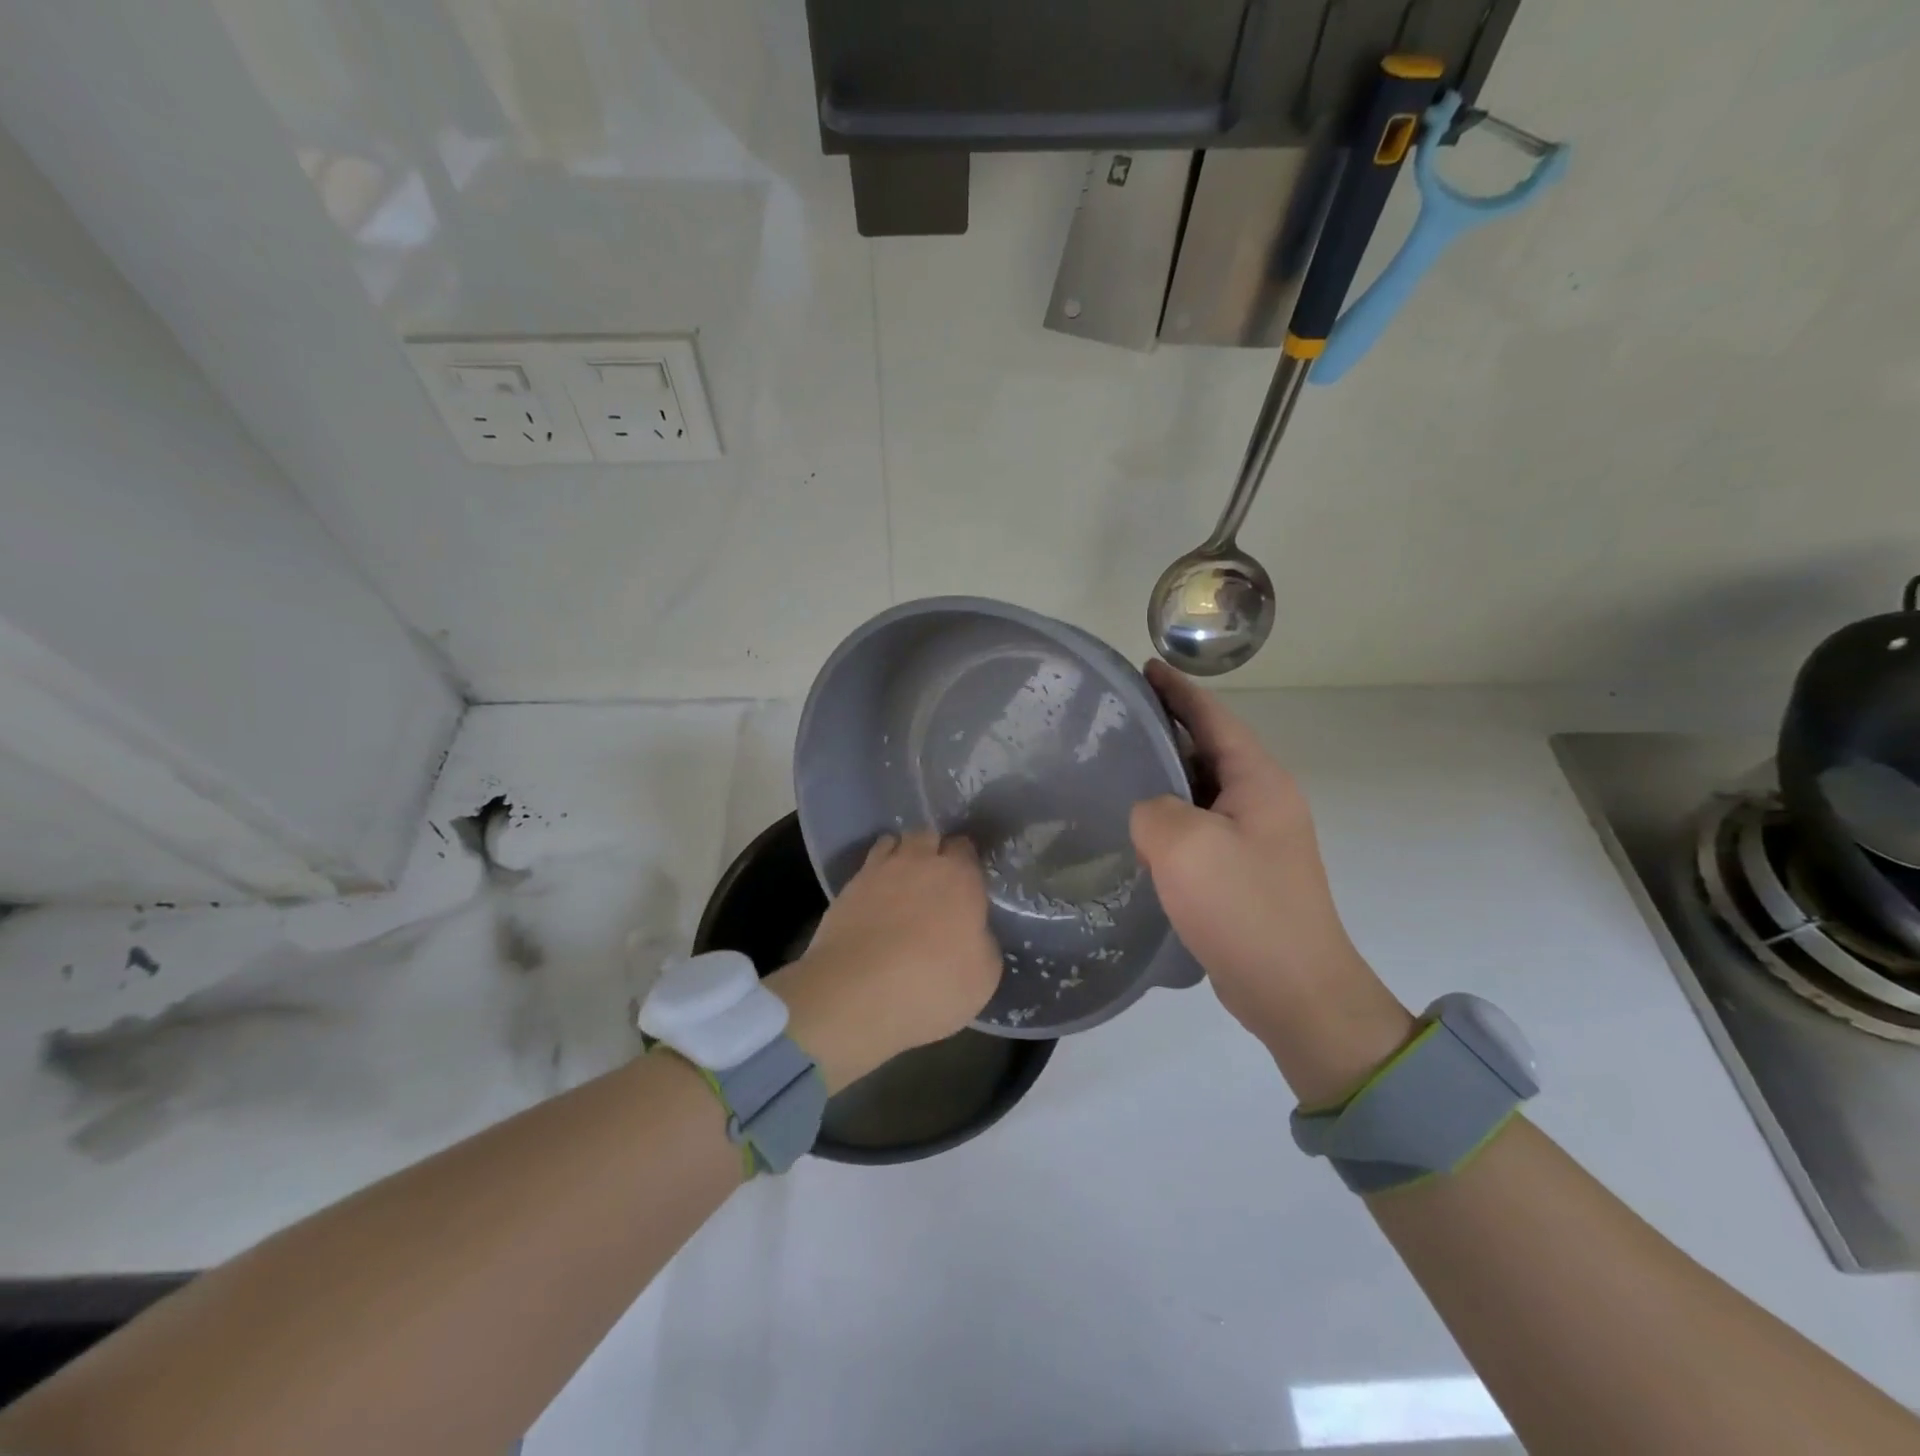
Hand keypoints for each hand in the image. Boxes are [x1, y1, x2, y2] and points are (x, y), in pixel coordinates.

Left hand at [767, 830, 1000, 1091]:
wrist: (857, 992)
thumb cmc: (933, 984)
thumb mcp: (983, 975)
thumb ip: (983, 942)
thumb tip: (974, 932)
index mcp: (960, 877)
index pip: (965, 848)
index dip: (965, 862)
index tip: (966, 882)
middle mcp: (920, 862)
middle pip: (928, 835)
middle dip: (932, 849)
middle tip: (934, 879)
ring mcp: (879, 871)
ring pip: (893, 842)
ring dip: (900, 854)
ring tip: (901, 881)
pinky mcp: (848, 888)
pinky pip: (867, 867)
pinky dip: (873, 875)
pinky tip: (875, 898)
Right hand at [1131, 661, 1413, 1102]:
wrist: (1296, 992)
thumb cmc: (1244, 908)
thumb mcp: (1184, 846)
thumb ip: (1152, 809)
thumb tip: (1149, 814)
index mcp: (1258, 781)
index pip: (1213, 718)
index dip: (1177, 690)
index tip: (1142, 667)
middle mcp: (1263, 801)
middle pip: (1207, 749)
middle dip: (1164, 730)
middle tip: (1112, 722)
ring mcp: (1255, 839)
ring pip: (1200, 791)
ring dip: (1164, 778)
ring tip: (1115, 769)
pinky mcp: (1243, 872)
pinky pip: (1199, 829)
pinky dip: (1169, 819)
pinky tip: (1137, 829)